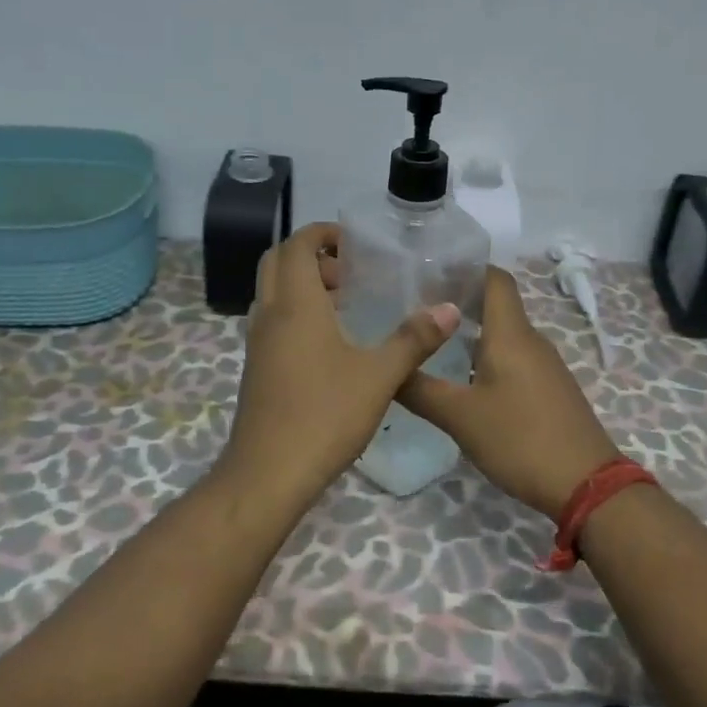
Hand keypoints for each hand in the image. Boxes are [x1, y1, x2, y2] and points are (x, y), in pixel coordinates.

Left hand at [224, 222, 460, 492]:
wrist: (268, 473)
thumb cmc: (324, 415)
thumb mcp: (379, 376)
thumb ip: (414, 339)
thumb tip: (448, 309)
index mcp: (295, 304)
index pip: (296, 245)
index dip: (322, 233)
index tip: (355, 243)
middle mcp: (269, 315)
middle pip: (278, 262)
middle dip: (312, 256)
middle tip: (351, 272)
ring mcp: (258, 343)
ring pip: (273, 292)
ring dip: (303, 285)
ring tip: (347, 305)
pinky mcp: (257, 368)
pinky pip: (273, 320)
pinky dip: (297, 313)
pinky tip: (331, 344)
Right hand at [397, 268, 618, 519]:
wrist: (587, 485)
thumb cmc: (521, 439)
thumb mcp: (461, 417)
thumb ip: (420, 390)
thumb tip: (387, 369)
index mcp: (511, 334)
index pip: (494, 278)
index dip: (465, 268)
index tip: (428, 272)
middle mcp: (531, 340)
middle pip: (496, 304)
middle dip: (458, 302)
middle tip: (416, 311)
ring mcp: (544, 366)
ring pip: (503, 334)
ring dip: (470, 332)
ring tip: (431, 344)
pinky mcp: (549, 389)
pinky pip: (513, 358)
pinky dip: (486, 357)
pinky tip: (463, 380)